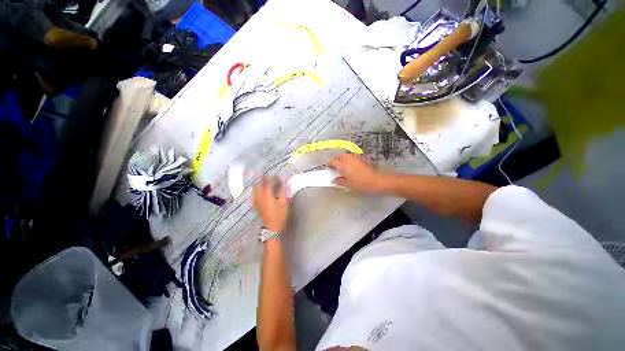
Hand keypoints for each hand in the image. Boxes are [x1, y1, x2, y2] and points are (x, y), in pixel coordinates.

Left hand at [253, 177, 287, 231]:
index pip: (269, 181)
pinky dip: (255, 188)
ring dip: (257, 182)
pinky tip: (258, 188)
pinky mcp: (255, 204)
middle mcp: (259, 195)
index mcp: (267, 193)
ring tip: (260, 177)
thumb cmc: (280, 214)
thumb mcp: (284, 201)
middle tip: (263, 171)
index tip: (275, 174)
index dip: (272, 177)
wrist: (272, 227)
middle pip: (259, 183)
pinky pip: (254, 193)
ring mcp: (256, 200)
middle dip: (261, 176)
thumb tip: (285, 179)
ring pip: (255, 188)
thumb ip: (283, 189)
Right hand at [330, 154, 384, 192]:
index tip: (330, 170)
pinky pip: (352, 157)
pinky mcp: (361, 158)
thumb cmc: (360, 184)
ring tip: (344, 168)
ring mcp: (355, 157)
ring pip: (345, 155)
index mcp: (342, 165)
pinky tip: (352, 168)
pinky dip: (349, 160)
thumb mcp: (347, 185)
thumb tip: (334, 180)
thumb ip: (339, 181)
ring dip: (342, 160)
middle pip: (338, 156)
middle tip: (336, 168)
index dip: (329, 165)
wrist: (376, 181)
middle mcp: (347, 158)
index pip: (331, 161)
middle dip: (335, 160)